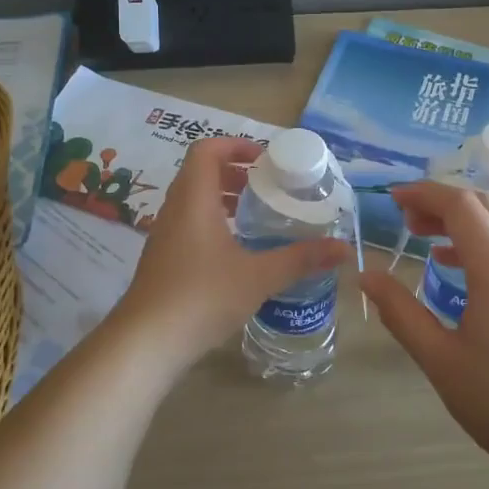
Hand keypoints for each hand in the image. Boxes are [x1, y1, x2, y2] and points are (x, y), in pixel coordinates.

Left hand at [112, 136, 349, 368]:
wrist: (146, 343)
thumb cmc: (202, 297)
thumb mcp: (259, 277)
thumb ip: (300, 259)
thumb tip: (342, 248)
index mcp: (194, 199)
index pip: (206, 150)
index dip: (235, 145)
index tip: (265, 158)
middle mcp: (175, 209)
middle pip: (201, 173)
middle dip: (235, 173)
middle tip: (269, 186)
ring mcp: (165, 235)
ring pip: (194, 200)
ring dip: (224, 198)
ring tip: (257, 215)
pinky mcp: (163, 259)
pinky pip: (189, 224)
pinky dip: (213, 222)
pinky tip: (237, 251)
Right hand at [360, 181, 488, 468]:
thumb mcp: (439, 359)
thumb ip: (401, 312)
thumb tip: (367, 276)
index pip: (461, 206)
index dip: (424, 194)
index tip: (391, 199)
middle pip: (483, 206)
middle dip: (440, 201)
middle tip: (403, 217)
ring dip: (460, 220)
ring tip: (421, 236)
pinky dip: (478, 241)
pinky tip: (453, 266)